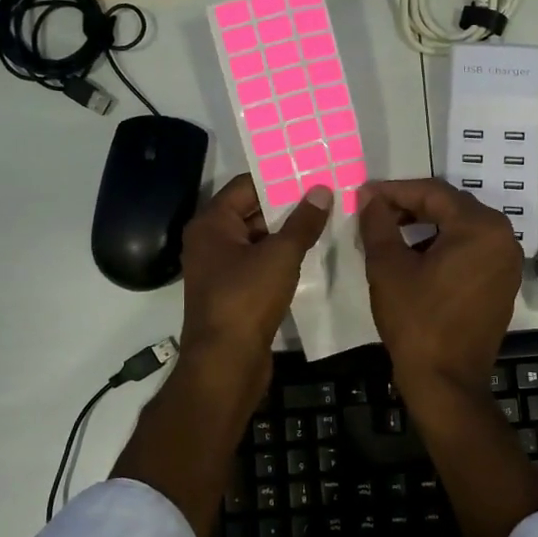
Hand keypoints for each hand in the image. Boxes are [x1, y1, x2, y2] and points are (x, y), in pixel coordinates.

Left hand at [179, 173, 332, 401]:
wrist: (226, 363)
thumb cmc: (246, 300)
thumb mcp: (280, 256)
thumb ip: (302, 222)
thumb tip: (321, 190)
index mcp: (211, 224)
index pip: (246, 186)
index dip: (279, 179)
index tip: (313, 173)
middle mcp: (210, 242)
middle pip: (252, 212)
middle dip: (288, 206)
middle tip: (327, 197)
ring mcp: (220, 270)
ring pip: (258, 241)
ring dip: (288, 234)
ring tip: (327, 222)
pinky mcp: (233, 294)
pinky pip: (259, 265)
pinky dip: (282, 259)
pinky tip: (312, 256)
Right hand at [357, 179, 537, 536]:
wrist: (446, 382)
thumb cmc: (416, 322)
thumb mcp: (389, 267)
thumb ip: (378, 224)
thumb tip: (369, 198)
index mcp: (481, 227)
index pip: (432, 193)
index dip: (393, 191)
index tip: (363, 195)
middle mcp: (504, 238)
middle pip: (450, 208)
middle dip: (410, 207)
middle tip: (373, 212)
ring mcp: (507, 263)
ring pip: (460, 229)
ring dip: (425, 227)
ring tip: (389, 234)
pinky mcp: (502, 284)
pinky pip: (471, 251)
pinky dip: (442, 248)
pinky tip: (414, 257)